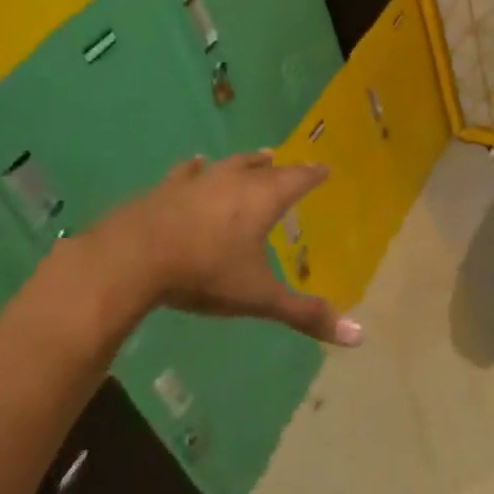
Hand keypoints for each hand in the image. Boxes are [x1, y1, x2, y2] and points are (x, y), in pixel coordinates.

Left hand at [60, 152, 361, 346]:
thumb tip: (358, 337)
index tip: (325, 167)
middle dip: (281, 168)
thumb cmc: (205, 272)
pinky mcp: (167, 188)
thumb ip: (305, 314)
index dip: (313, 175)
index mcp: (262, 199)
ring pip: (230, 164)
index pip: (298, 179)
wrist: (134, 257)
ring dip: (246, 162)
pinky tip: (195, 163)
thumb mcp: (258, 297)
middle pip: (265, 169)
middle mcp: (234, 181)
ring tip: (258, 156)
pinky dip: (196, 168)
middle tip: (289, 163)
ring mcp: (199, 181)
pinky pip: (189, 172)